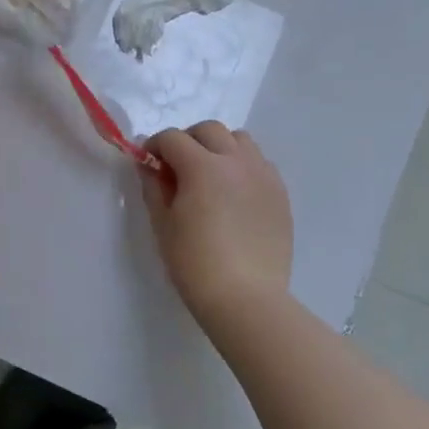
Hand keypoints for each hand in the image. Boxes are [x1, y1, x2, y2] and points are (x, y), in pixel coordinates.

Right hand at [140, 122, 293, 331]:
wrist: (246, 298)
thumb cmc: (194, 262)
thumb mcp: (163, 224)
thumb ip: (154, 187)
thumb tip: (149, 166)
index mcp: (202, 166)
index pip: (172, 138)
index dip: (154, 146)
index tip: (147, 163)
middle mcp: (236, 161)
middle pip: (209, 130)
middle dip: (188, 140)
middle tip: (177, 166)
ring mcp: (263, 175)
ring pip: (240, 141)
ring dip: (219, 147)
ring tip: (210, 175)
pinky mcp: (280, 194)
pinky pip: (260, 163)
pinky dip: (243, 166)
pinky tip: (234, 193)